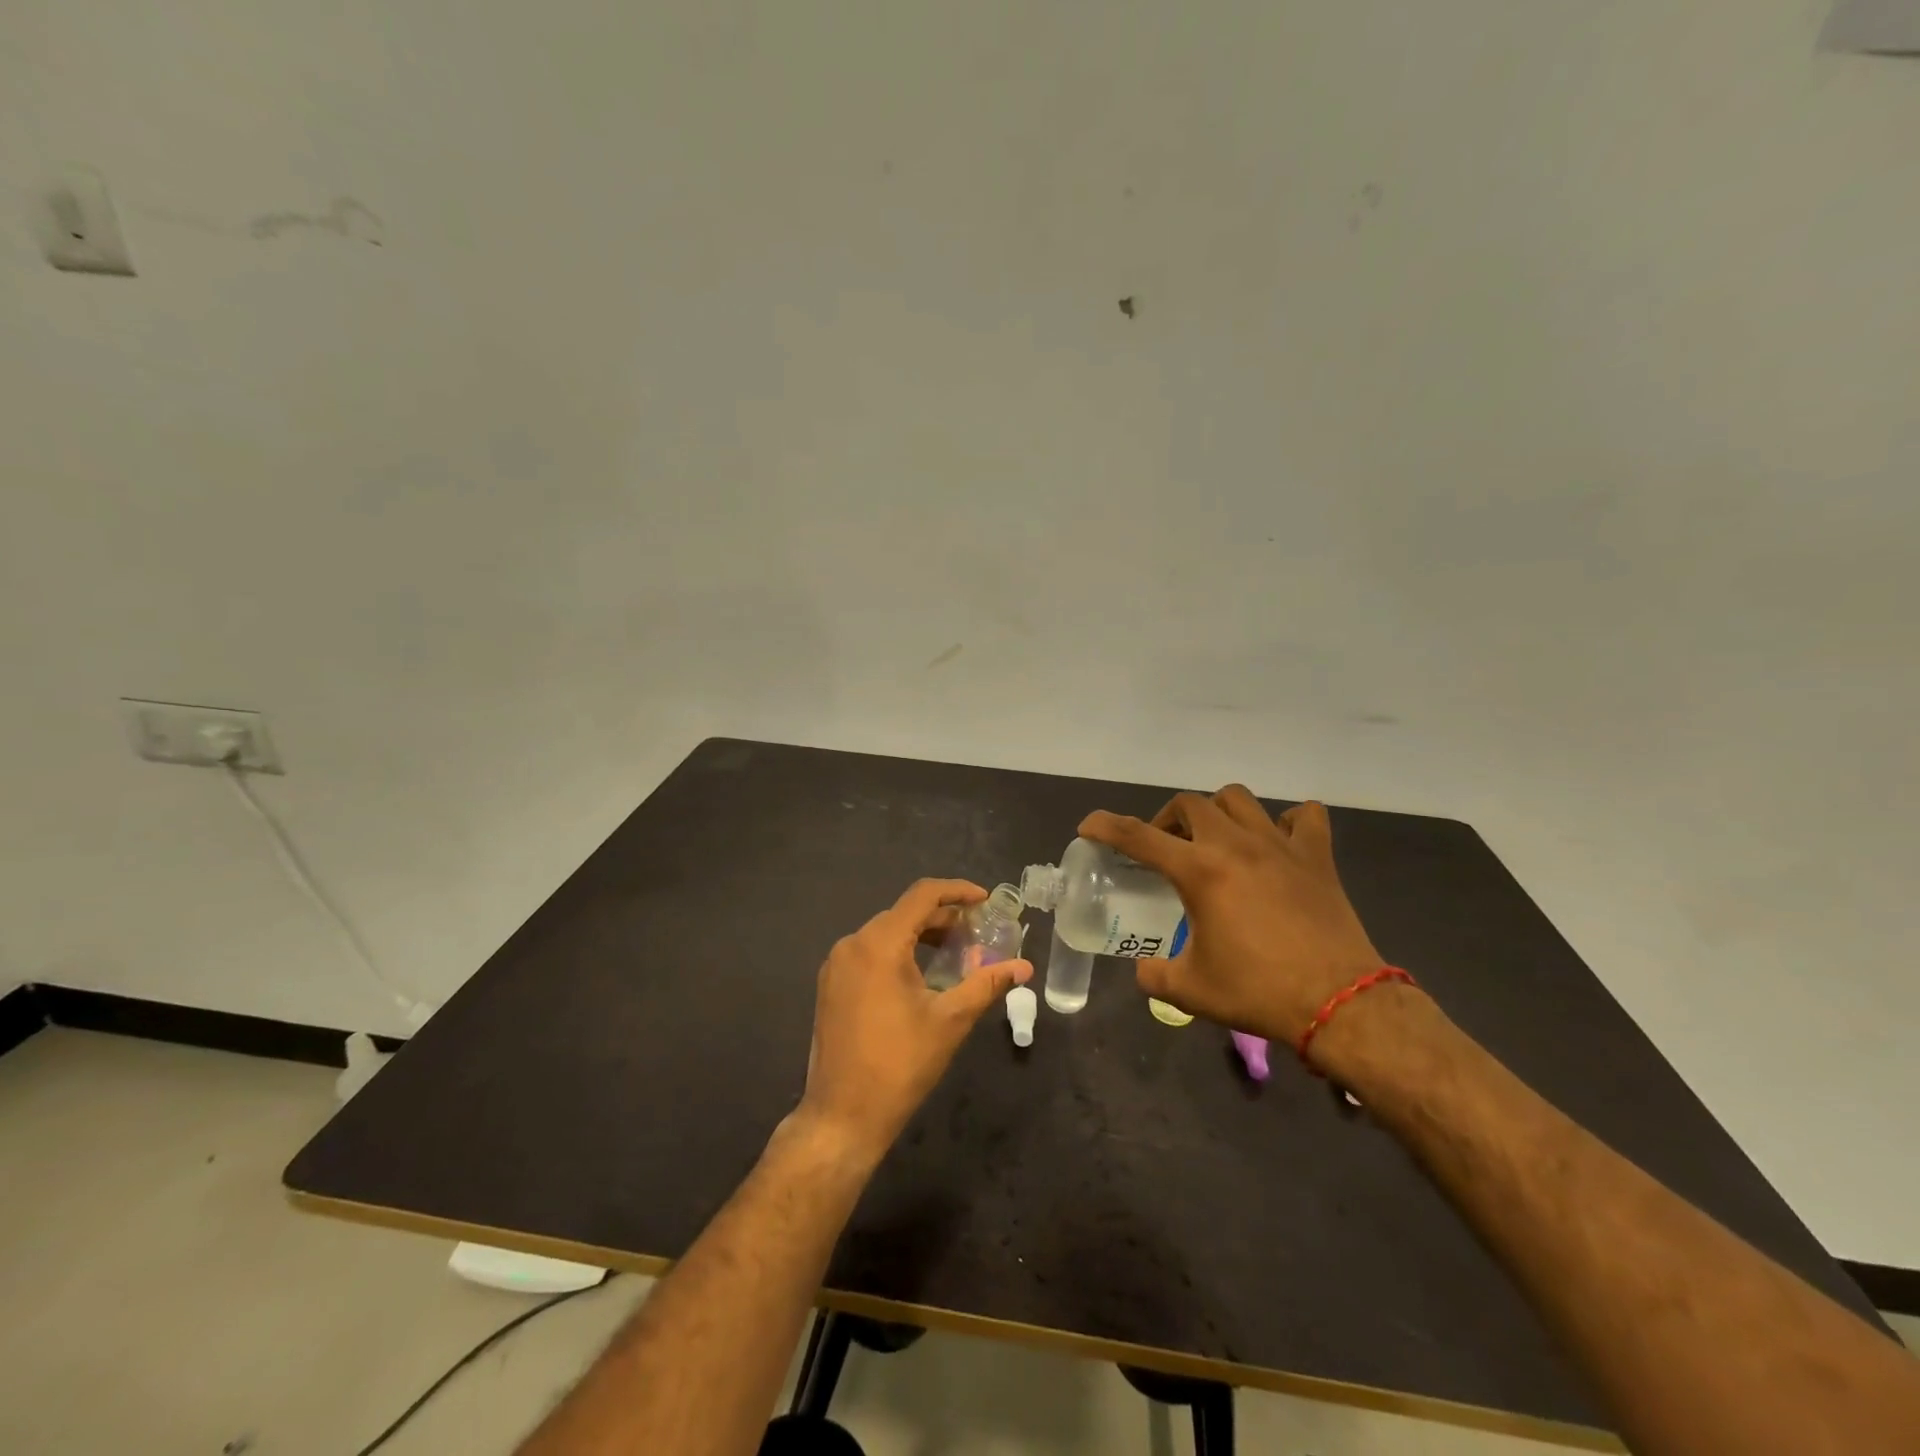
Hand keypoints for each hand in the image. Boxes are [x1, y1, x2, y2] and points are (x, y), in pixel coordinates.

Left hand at [797, 879, 1032, 1165]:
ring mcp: (836, 965)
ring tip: (954, 954)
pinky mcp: (830, 986)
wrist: (841, 1117)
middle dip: (943, 917)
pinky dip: (898, 952)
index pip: (922, 895)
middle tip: (977, 934)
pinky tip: (921, 976)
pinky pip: (869, 953)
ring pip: (886, 933)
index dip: (957, 891)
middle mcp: (852, 944)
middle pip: (904, 913)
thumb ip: (987, 984)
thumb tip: (1024, 967)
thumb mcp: (950, 1021)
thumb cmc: (900, 1065)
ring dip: (921, 935)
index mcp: (879, 944)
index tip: (986, 901)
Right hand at [1079, 789, 1383, 1050]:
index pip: (1137, 836)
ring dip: (1216, 812)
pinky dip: (1286, 822)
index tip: (1088, 825)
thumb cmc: (1258, 992)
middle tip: (1166, 849)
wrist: (1340, 1004)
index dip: (1106, 826)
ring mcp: (1280, 845)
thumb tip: (1144, 970)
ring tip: (1215, 840)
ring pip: (1238, 799)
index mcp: (1199, 871)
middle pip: (1188, 803)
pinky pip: (1303, 817)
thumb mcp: (1191, 990)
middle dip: (1166, 820)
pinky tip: (1277, 844)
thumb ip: (1155, 974)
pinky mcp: (1317, 857)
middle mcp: (1234, 845)